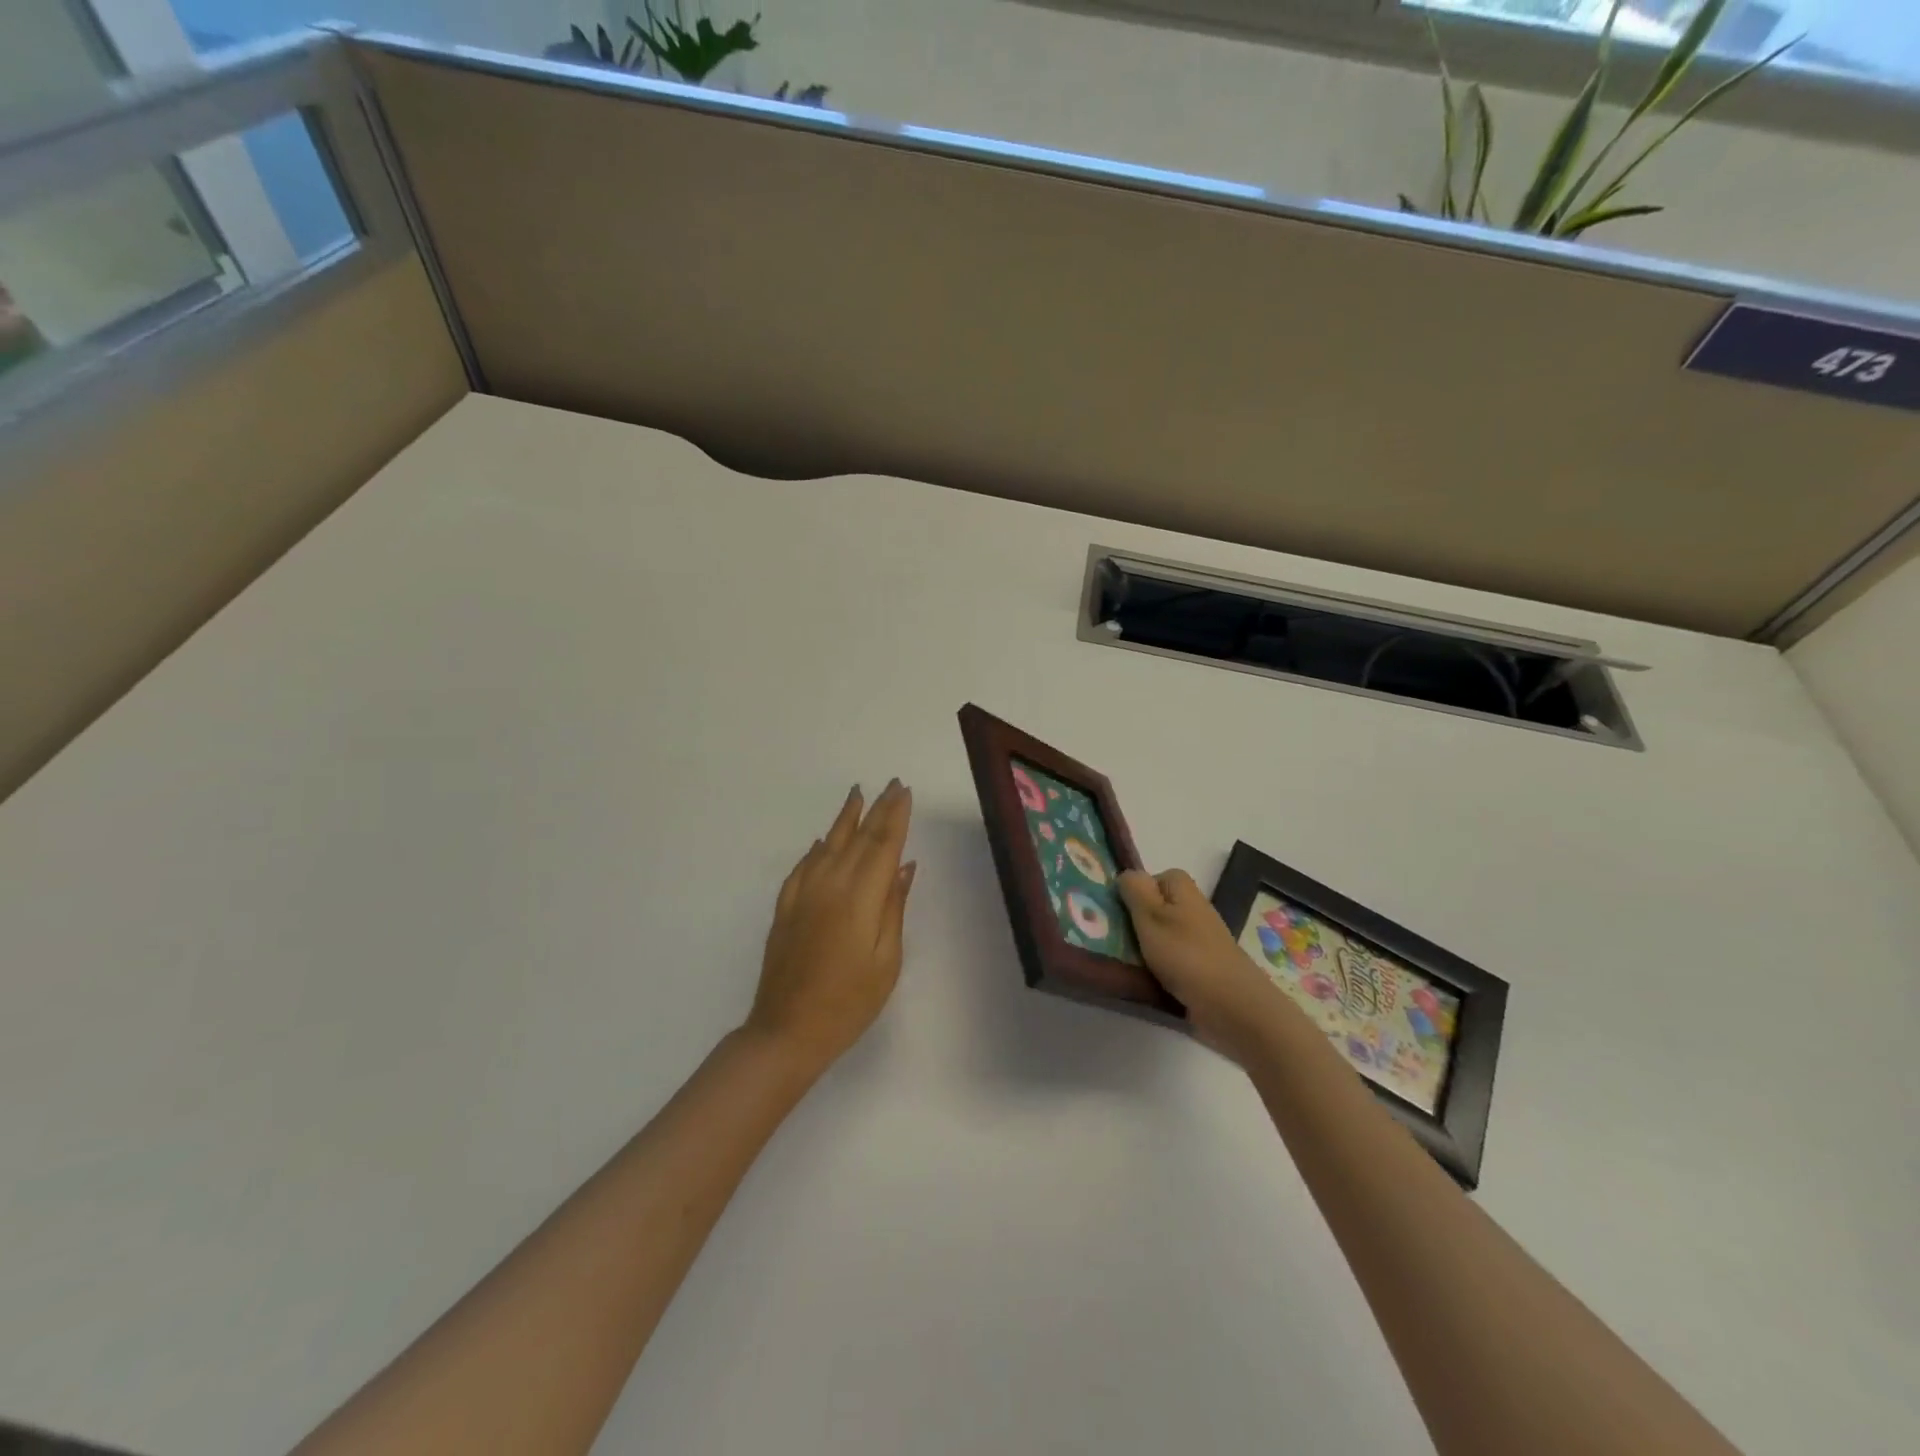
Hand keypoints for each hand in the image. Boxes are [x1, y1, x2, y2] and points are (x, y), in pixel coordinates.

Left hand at [747, 780, 915, 1077]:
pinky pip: (803, 867)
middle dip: (877, 809)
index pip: (882, 845)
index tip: (905, 792)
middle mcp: (830, 885)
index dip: (896, 817)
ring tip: (857, 794)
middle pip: (858, 838)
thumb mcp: (886, 961)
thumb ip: (893, 908)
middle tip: (892, 784)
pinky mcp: (785, 908)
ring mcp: (803, 895)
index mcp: (860, 898)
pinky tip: (822, 841)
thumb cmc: (848, 1003)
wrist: (786, 1031)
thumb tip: (904, 866)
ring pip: (827, 845)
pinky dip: (816, 849)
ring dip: (845, 818)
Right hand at [1119, 868, 1285, 1064]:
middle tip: (1116, 938)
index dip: (1134, 892)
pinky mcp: (1202, 967)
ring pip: (1162, 935)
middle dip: (1136, 922)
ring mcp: (1200, 939)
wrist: (1231, 1005)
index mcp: (1183, 890)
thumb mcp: (1150, 915)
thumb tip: (1126, 874)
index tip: (1119, 912)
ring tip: (1126, 962)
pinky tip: (1148, 980)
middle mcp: (1194, 909)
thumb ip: (1135, 890)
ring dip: (1145, 948)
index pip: (1153, 878)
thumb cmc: (1185, 954)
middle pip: (1156, 907)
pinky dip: (1159, 968)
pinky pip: (1171, 960)